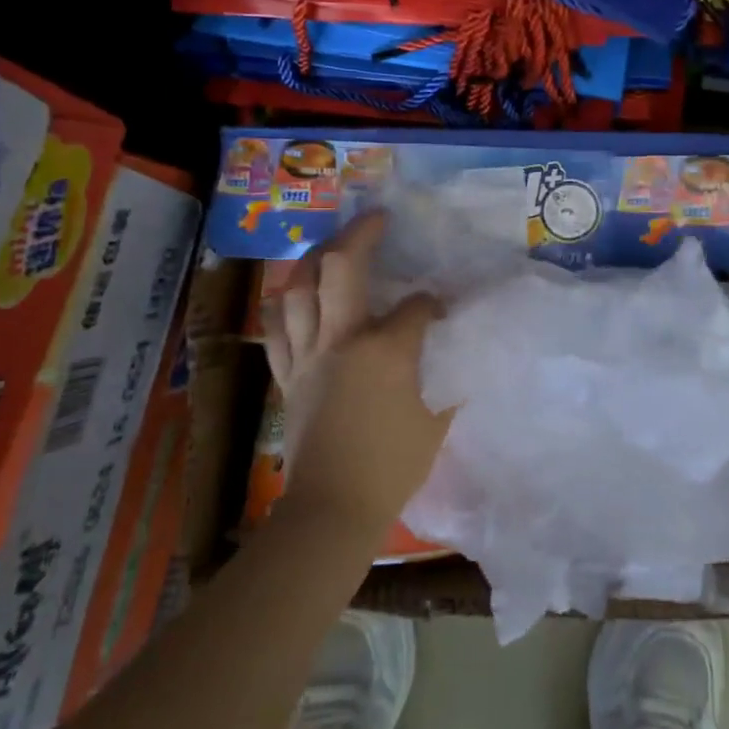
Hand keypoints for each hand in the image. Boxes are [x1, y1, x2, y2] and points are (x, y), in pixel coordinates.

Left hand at [259, 210, 449, 549]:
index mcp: (385, 350)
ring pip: (298, 287)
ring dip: (314, 257)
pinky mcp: (286, 374)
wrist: (333, 510)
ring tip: (331, 245)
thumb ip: (448, 374)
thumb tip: (452, 346)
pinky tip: (295, 292)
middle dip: (360, 234)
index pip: (415, 306)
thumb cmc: (392, 467)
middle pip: (341, 267)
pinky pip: (276, 326)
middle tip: (376, 218)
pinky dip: (286, 302)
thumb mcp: (437, 419)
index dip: (431, 302)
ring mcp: (307, 354)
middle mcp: (341, 339)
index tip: (440, 308)